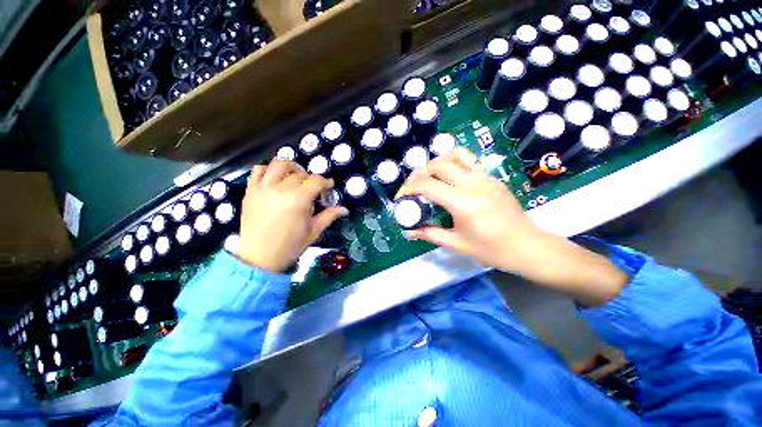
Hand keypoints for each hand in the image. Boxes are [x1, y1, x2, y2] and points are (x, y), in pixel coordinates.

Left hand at [238, 160, 347, 272]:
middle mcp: (280, 189)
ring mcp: (263, 189)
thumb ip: (329, 216)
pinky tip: (276, 178)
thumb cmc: (290, 246)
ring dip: (291, 167)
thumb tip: (344, 209)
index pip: (316, 181)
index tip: (329, 186)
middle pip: (300, 173)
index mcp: (298, 200)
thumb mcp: (314, 232)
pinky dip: (268, 169)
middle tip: (314, 188)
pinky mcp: (251, 192)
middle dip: (311, 178)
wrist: (259, 258)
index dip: (325, 182)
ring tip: (296, 176)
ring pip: (278, 165)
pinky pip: (258, 171)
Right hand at [397, 148, 628, 305]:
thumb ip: (430, 234)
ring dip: (437, 163)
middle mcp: (473, 184)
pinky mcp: (493, 177)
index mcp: (463, 203)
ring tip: (430, 177)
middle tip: (413, 188)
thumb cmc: (491, 249)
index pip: (427, 185)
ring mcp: (485, 177)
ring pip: (455, 155)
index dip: (408, 188)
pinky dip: (453, 163)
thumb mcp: (456, 244)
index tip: (401, 197)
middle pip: (438, 165)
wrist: (528, 246)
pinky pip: (469, 161)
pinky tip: (449, 178)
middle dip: (419, 174)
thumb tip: (409, 231)